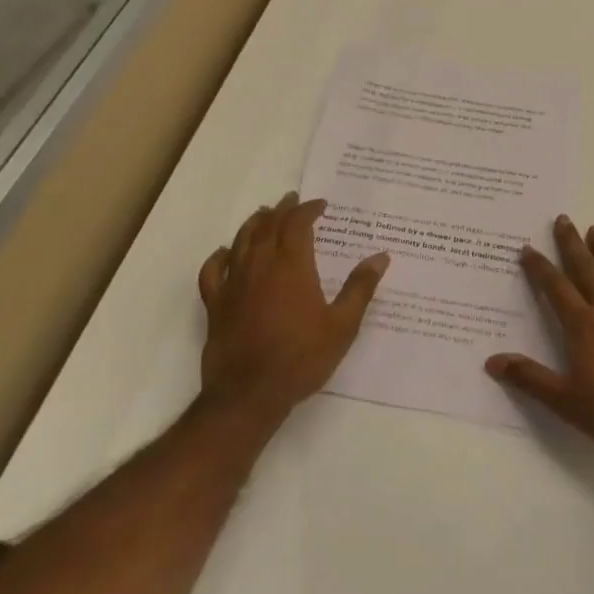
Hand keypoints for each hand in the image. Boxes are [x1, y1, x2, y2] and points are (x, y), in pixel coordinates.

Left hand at [198, 192, 389, 423]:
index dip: (308, 209)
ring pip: (241, 241)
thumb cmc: (301, 358)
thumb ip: (360, 288)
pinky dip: (220, 256)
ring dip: (255, 223)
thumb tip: (380, 257)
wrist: (249, 394)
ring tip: (264, 215)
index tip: (320, 205)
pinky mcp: (216, 304)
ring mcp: (234, 283)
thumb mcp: (341, 326)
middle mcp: (260, 266)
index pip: (297, 224)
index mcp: (292, 266)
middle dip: (282, 209)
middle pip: (268, 226)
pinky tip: (225, 253)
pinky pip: (213, 271)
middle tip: (292, 200)